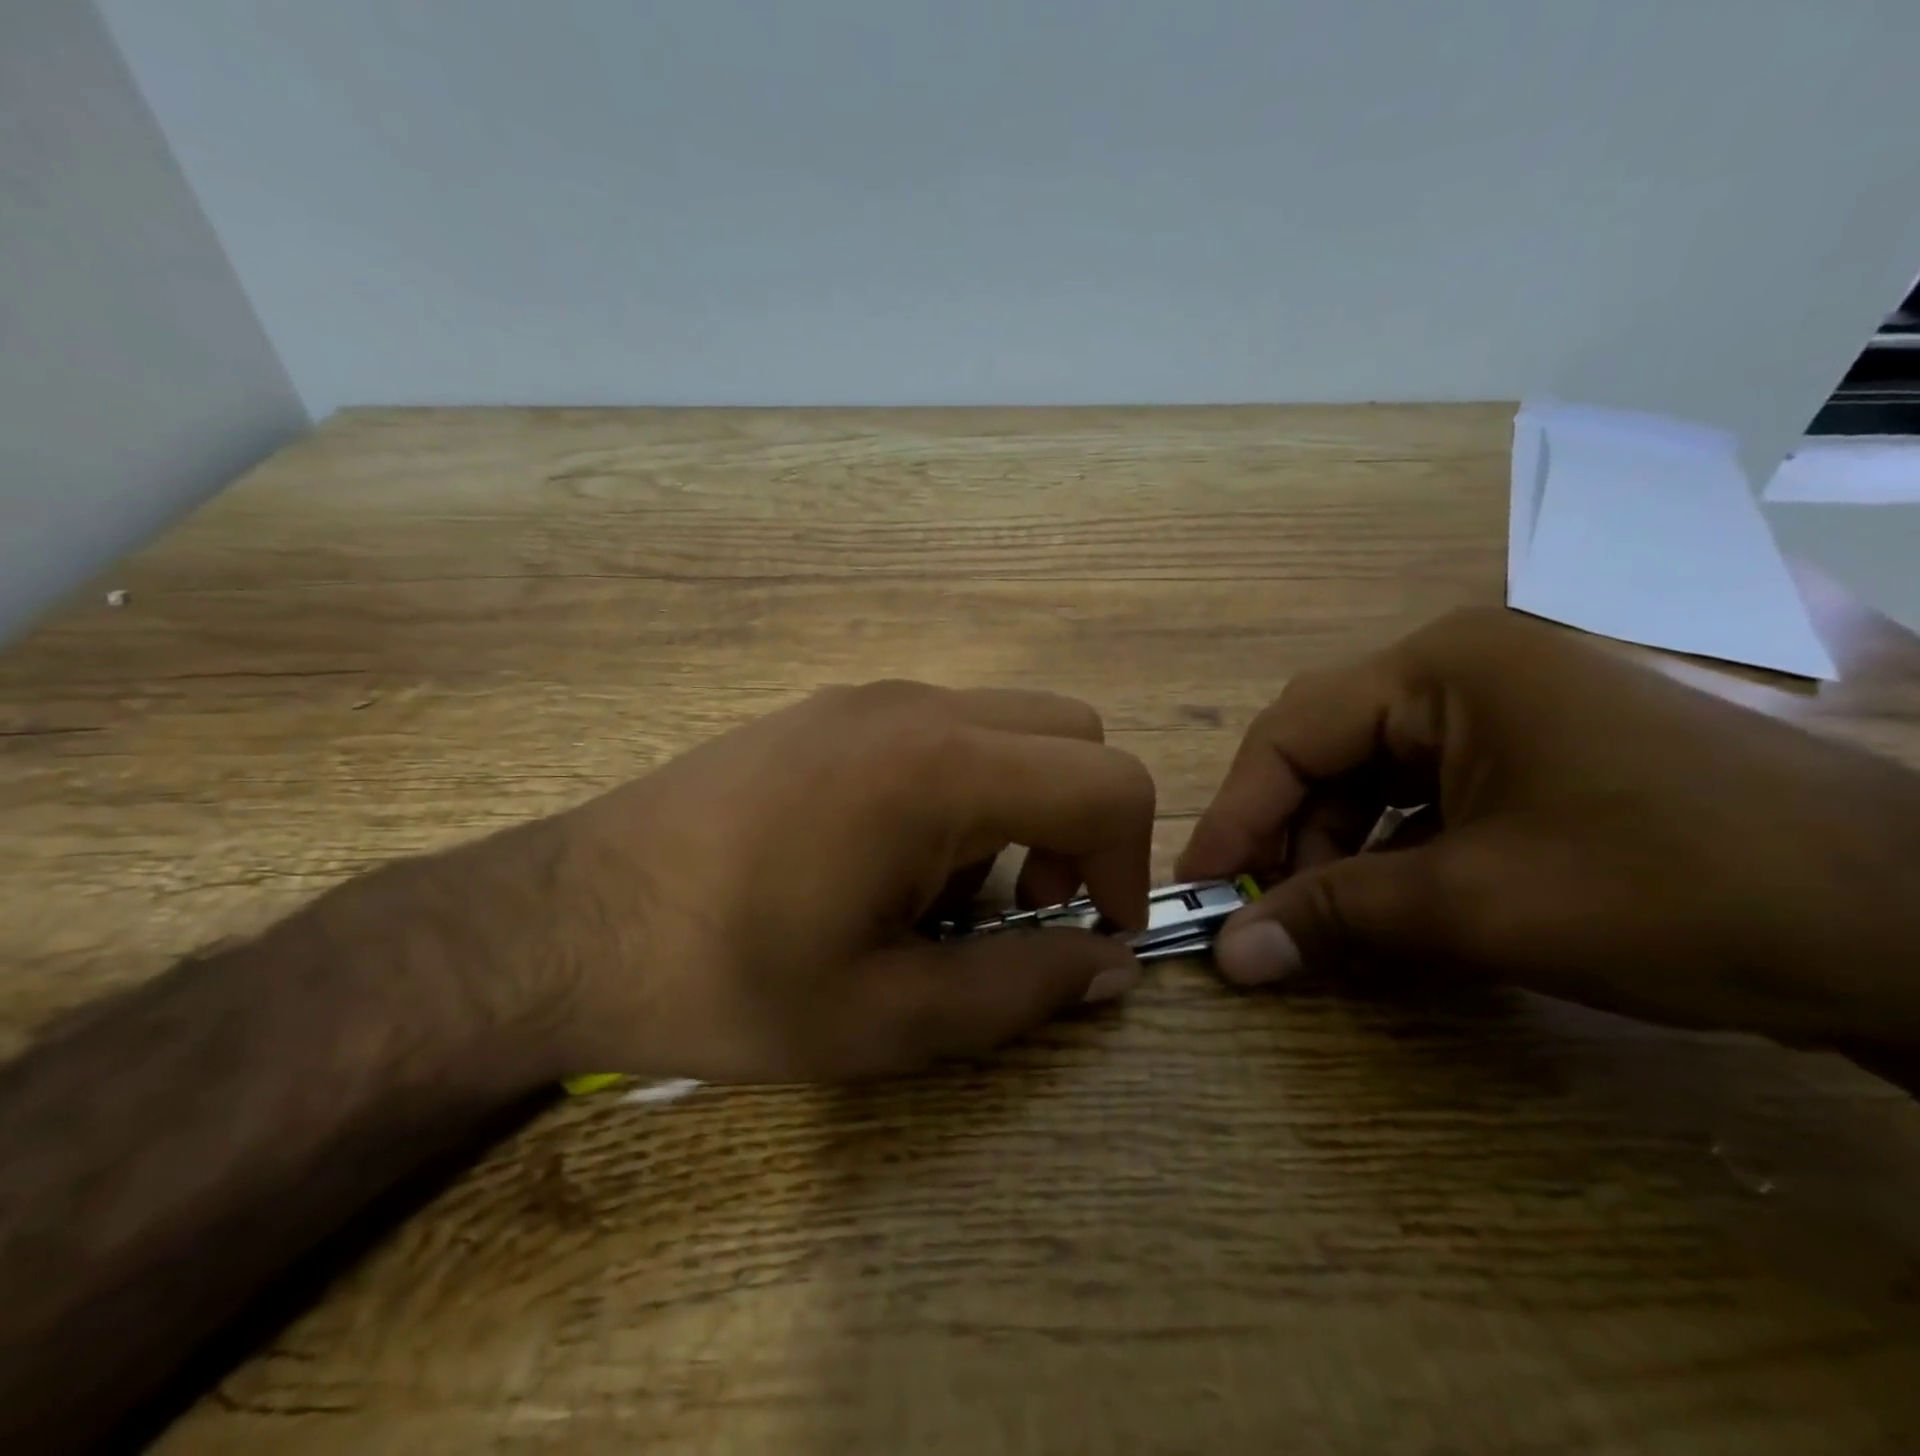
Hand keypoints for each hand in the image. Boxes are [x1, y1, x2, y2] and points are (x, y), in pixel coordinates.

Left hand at [491, 681, 1153, 1082]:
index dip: (1129, 865)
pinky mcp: (826, 710)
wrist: (559, 922)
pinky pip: (940, 731)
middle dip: (1080, 824)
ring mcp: (865, 698)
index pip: (1110, 783)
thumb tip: (1110, 965)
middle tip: (1020, 906)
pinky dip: (959, 788)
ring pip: (1008, 728)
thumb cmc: (724, 978)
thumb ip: (1021, 989)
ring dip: (1016, 806)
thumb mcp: (886, 1018)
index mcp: (941, 768)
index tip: (1087, 935)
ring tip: (935, 895)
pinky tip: (881, 860)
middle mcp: (916, 707)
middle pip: (1071, 735)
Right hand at [1177, 607, 1919, 1049]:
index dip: (1236, 812)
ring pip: (1387, 765)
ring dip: (1349, 842)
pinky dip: (1408, 838)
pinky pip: (1444, 778)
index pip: (1293, 731)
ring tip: (1340, 914)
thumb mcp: (1484, 906)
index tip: (1199, 888)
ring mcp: (1524, 690)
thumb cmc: (1688, 887)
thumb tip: (1229, 956)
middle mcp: (1477, 656)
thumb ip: (1338, 919)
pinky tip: (1409, 891)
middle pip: (1336, 745)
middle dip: (1295, 833)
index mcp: (1450, 661)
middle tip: (1271, 912)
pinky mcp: (1560, 732)